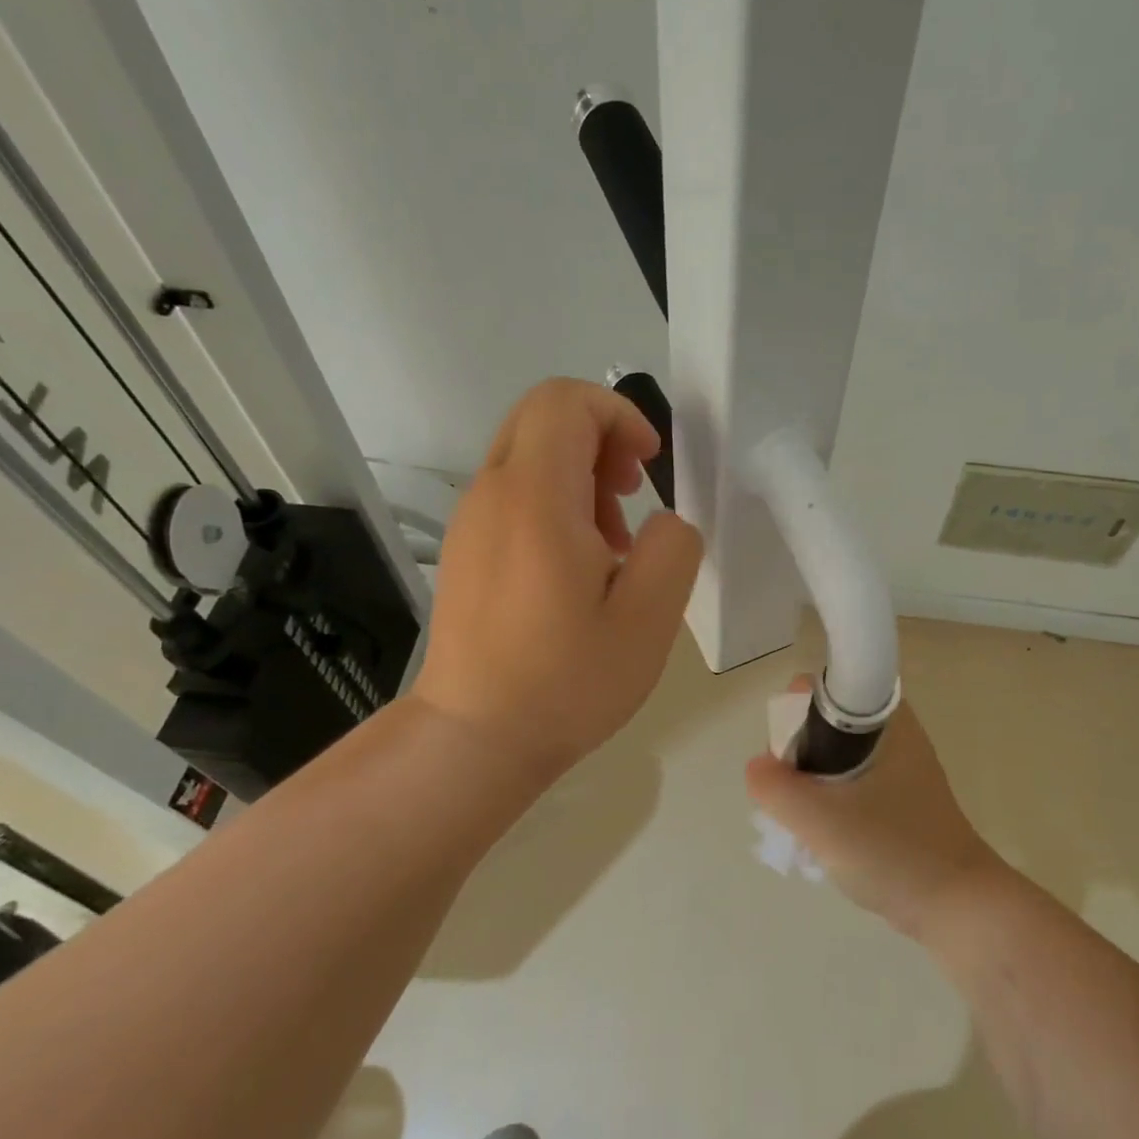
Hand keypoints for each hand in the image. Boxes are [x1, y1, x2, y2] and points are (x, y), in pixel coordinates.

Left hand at [415, 378, 702, 780]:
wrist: (475, 737)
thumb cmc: (566, 682)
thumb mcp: (649, 619)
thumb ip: (672, 548)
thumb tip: (662, 520)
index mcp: (535, 498)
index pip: (566, 400)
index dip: (619, 413)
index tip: (649, 467)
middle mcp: (492, 493)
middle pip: (544, 417)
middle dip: (600, 438)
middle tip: (632, 495)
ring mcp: (471, 521)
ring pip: (528, 454)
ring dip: (580, 475)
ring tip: (613, 544)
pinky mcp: (466, 549)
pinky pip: (513, 493)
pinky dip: (554, 502)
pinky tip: (578, 567)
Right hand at [745, 682, 1011, 938]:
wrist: (958, 906)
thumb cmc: (894, 851)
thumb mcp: (823, 820)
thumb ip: (777, 788)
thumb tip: (756, 766)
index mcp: (883, 719)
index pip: (820, 688)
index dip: (792, 714)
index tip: (785, 759)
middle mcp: (891, 732)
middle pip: (822, 723)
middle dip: (796, 757)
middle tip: (793, 799)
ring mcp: (896, 766)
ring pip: (832, 757)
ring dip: (810, 785)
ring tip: (805, 825)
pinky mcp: (897, 797)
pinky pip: (848, 783)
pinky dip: (829, 802)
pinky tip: (824, 838)